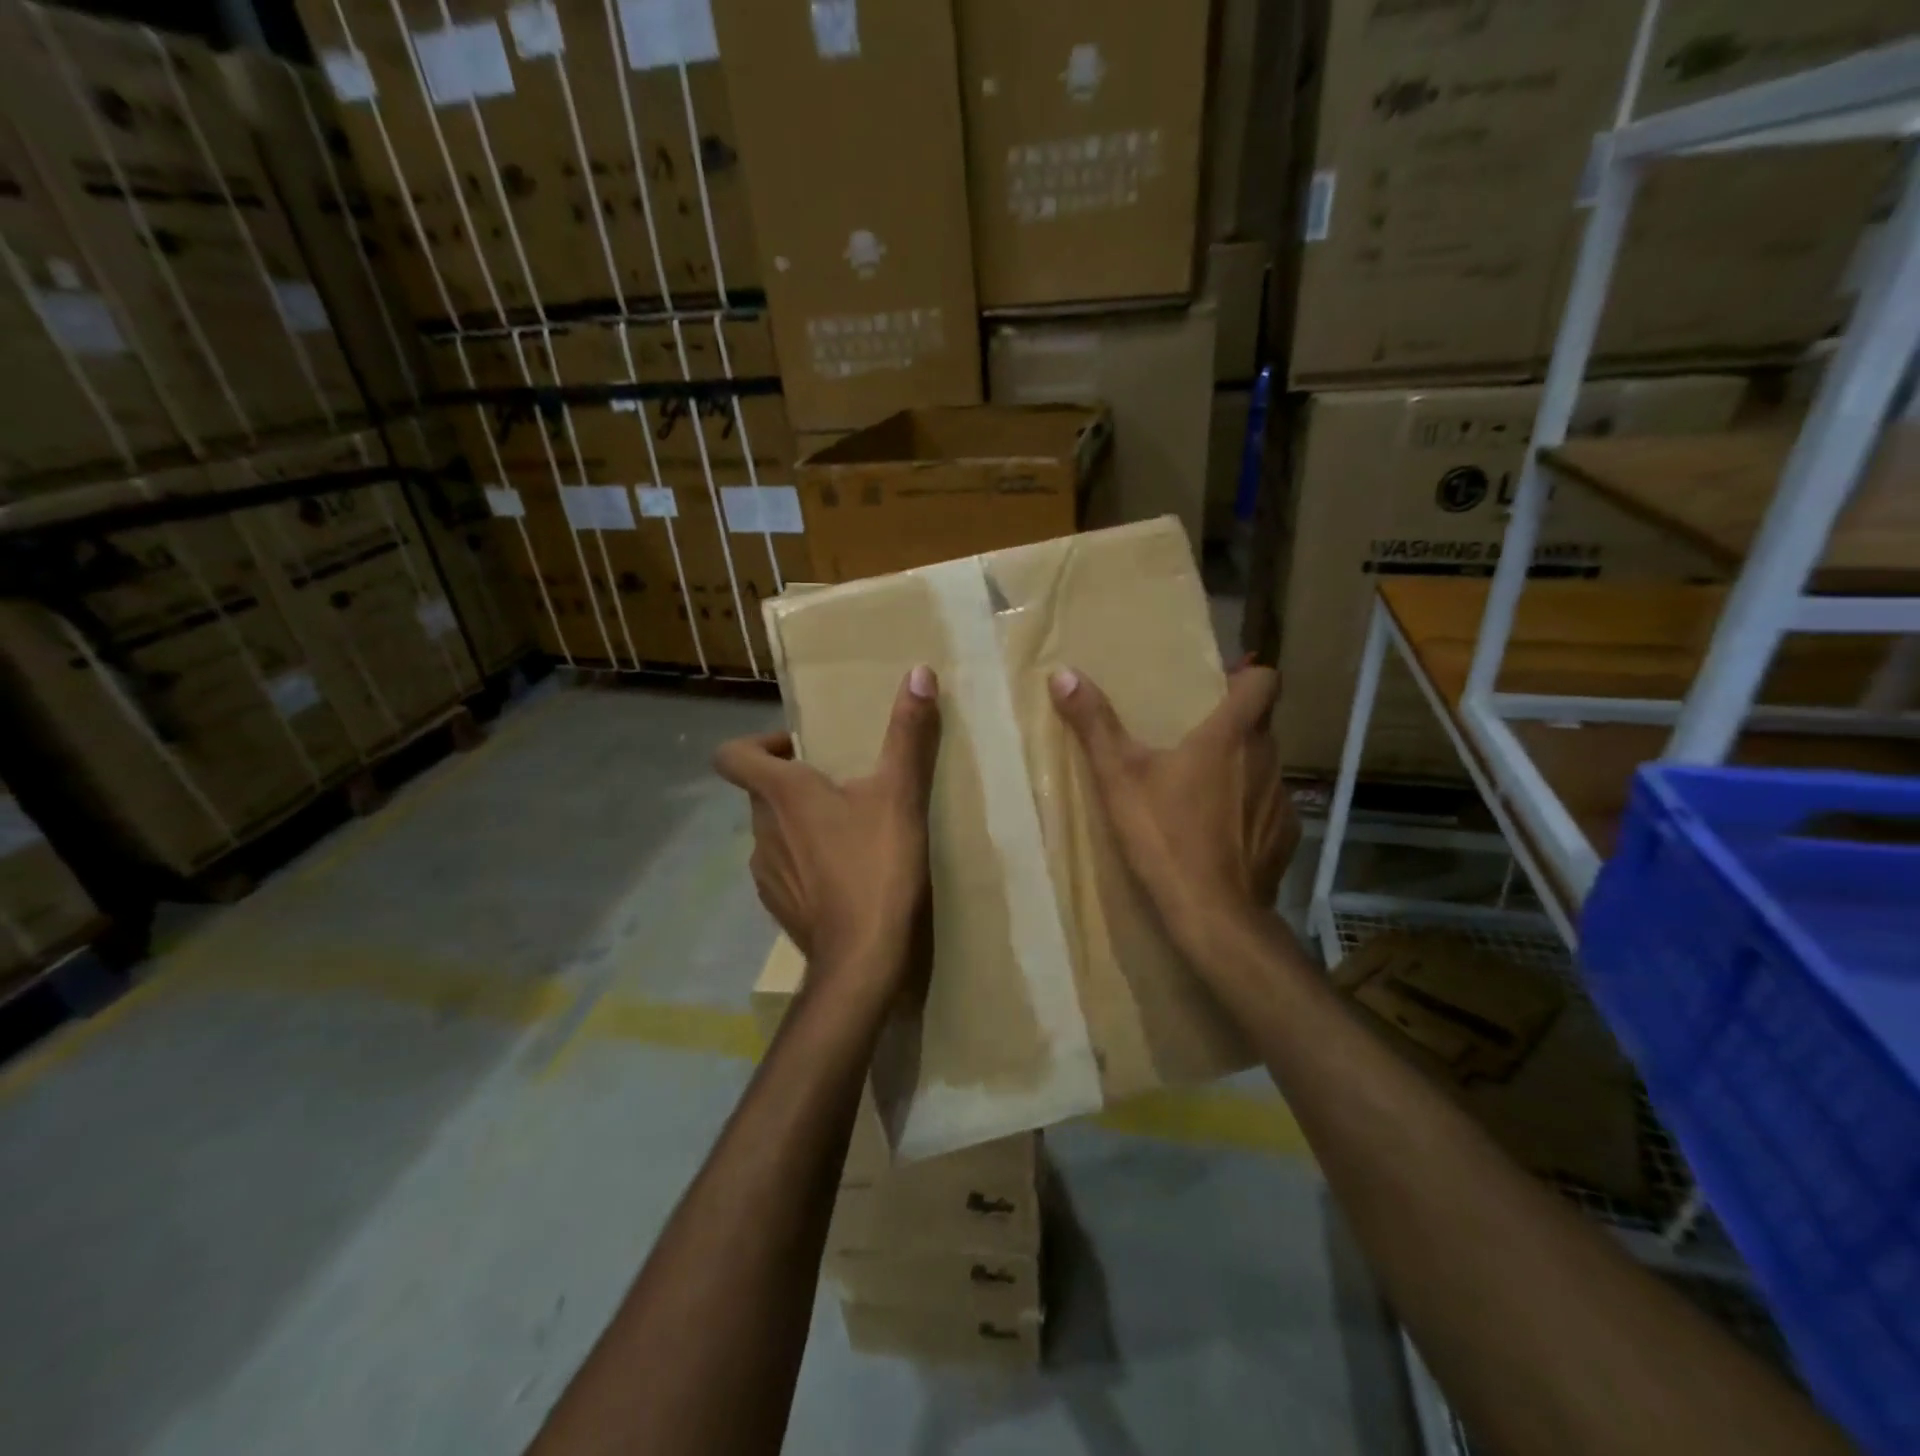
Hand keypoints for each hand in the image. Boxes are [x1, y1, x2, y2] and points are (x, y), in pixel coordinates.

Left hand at [715, 666, 941, 986]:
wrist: (864, 961)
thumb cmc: (877, 868)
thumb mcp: (901, 796)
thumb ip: (908, 734)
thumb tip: (919, 672)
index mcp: (781, 794)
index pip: (732, 755)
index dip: (756, 743)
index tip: (799, 748)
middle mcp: (761, 830)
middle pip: (760, 791)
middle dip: (794, 781)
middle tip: (841, 783)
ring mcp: (765, 873)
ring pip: (772, 831)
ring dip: (799, 823)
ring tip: (847, 829)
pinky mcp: (778, 906)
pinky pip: (782, 868)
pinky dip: (803, 861)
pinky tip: (842, 874)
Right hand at [1049, 663, 1296, 953]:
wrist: (1212, 913)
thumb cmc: (1165, 835)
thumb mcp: (1118, 777)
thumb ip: (1094, 724)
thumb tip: (1063, 673)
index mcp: (1232, 735)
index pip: (1265, 681)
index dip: (1248, 677)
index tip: (1220, 687)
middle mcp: (1267, 759)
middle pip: (1260, 725)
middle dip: (1232, 726)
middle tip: (1192, 739)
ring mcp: (1282, 800)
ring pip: (1264, 767)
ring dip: (1240, 769)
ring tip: (1202, 789)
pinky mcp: (1286, 838)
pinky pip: (1268, 808)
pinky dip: (1248, 811)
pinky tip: (1220, 834)